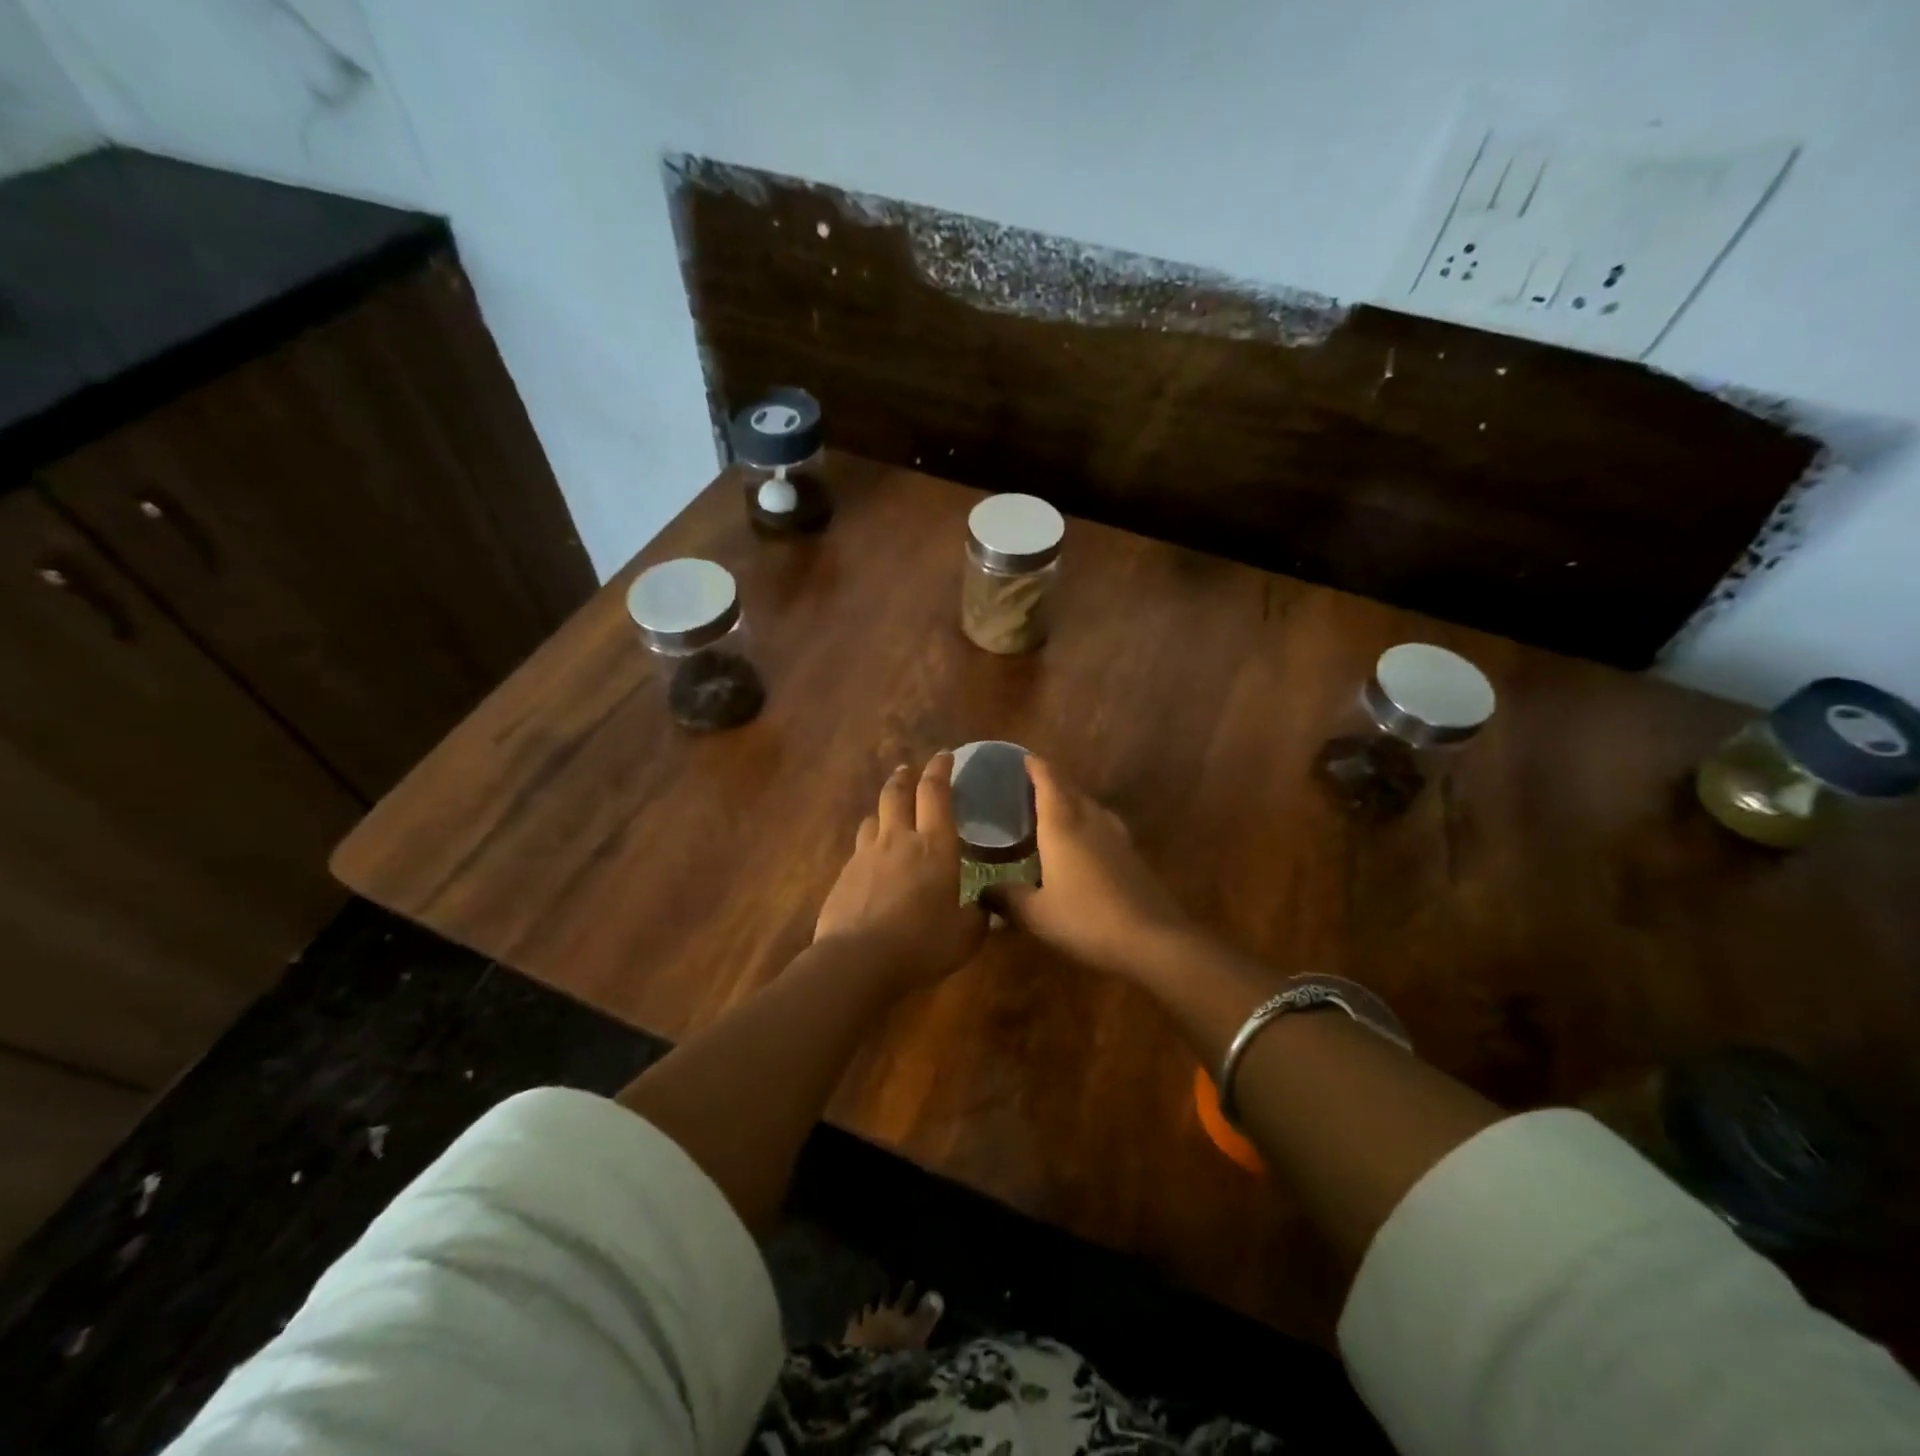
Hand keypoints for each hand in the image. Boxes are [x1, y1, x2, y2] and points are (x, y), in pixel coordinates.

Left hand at [814, 755, 986, 986]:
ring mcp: (866, 855)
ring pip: (873, 818)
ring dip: (883, 809)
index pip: (936, 793)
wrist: (858, 960)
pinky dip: (869, 845)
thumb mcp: (965, 936)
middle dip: (905, 777)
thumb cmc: (922, 943)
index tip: (945, 756)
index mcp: (935, 846)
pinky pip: (858, 849)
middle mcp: (898, 839)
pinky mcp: (844, 875)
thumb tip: (986, 908)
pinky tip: (872, 861)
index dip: (941, 770)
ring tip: (888, 814)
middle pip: (898, 793)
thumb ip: (978, 917)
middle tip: (909, 770)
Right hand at [988, 757, 1192, 978]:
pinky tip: (1084, 842)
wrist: (1152, 939)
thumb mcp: (1036, 915)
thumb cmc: (1085, 920)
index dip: (1035, 767)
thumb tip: (984, 892)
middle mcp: (1090, 822)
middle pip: (1070, 790)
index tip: (1022, 757)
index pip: (1048, 782)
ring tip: (1055, 809)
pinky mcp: (1132, 856)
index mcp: (1062, 826)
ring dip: (1072, 801)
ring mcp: (1116, 838)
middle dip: (1051, 781)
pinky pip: (1104, 826)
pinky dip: (1088, 823)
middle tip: (1030, 784)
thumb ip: (1007, 899)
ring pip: (1090, 806)